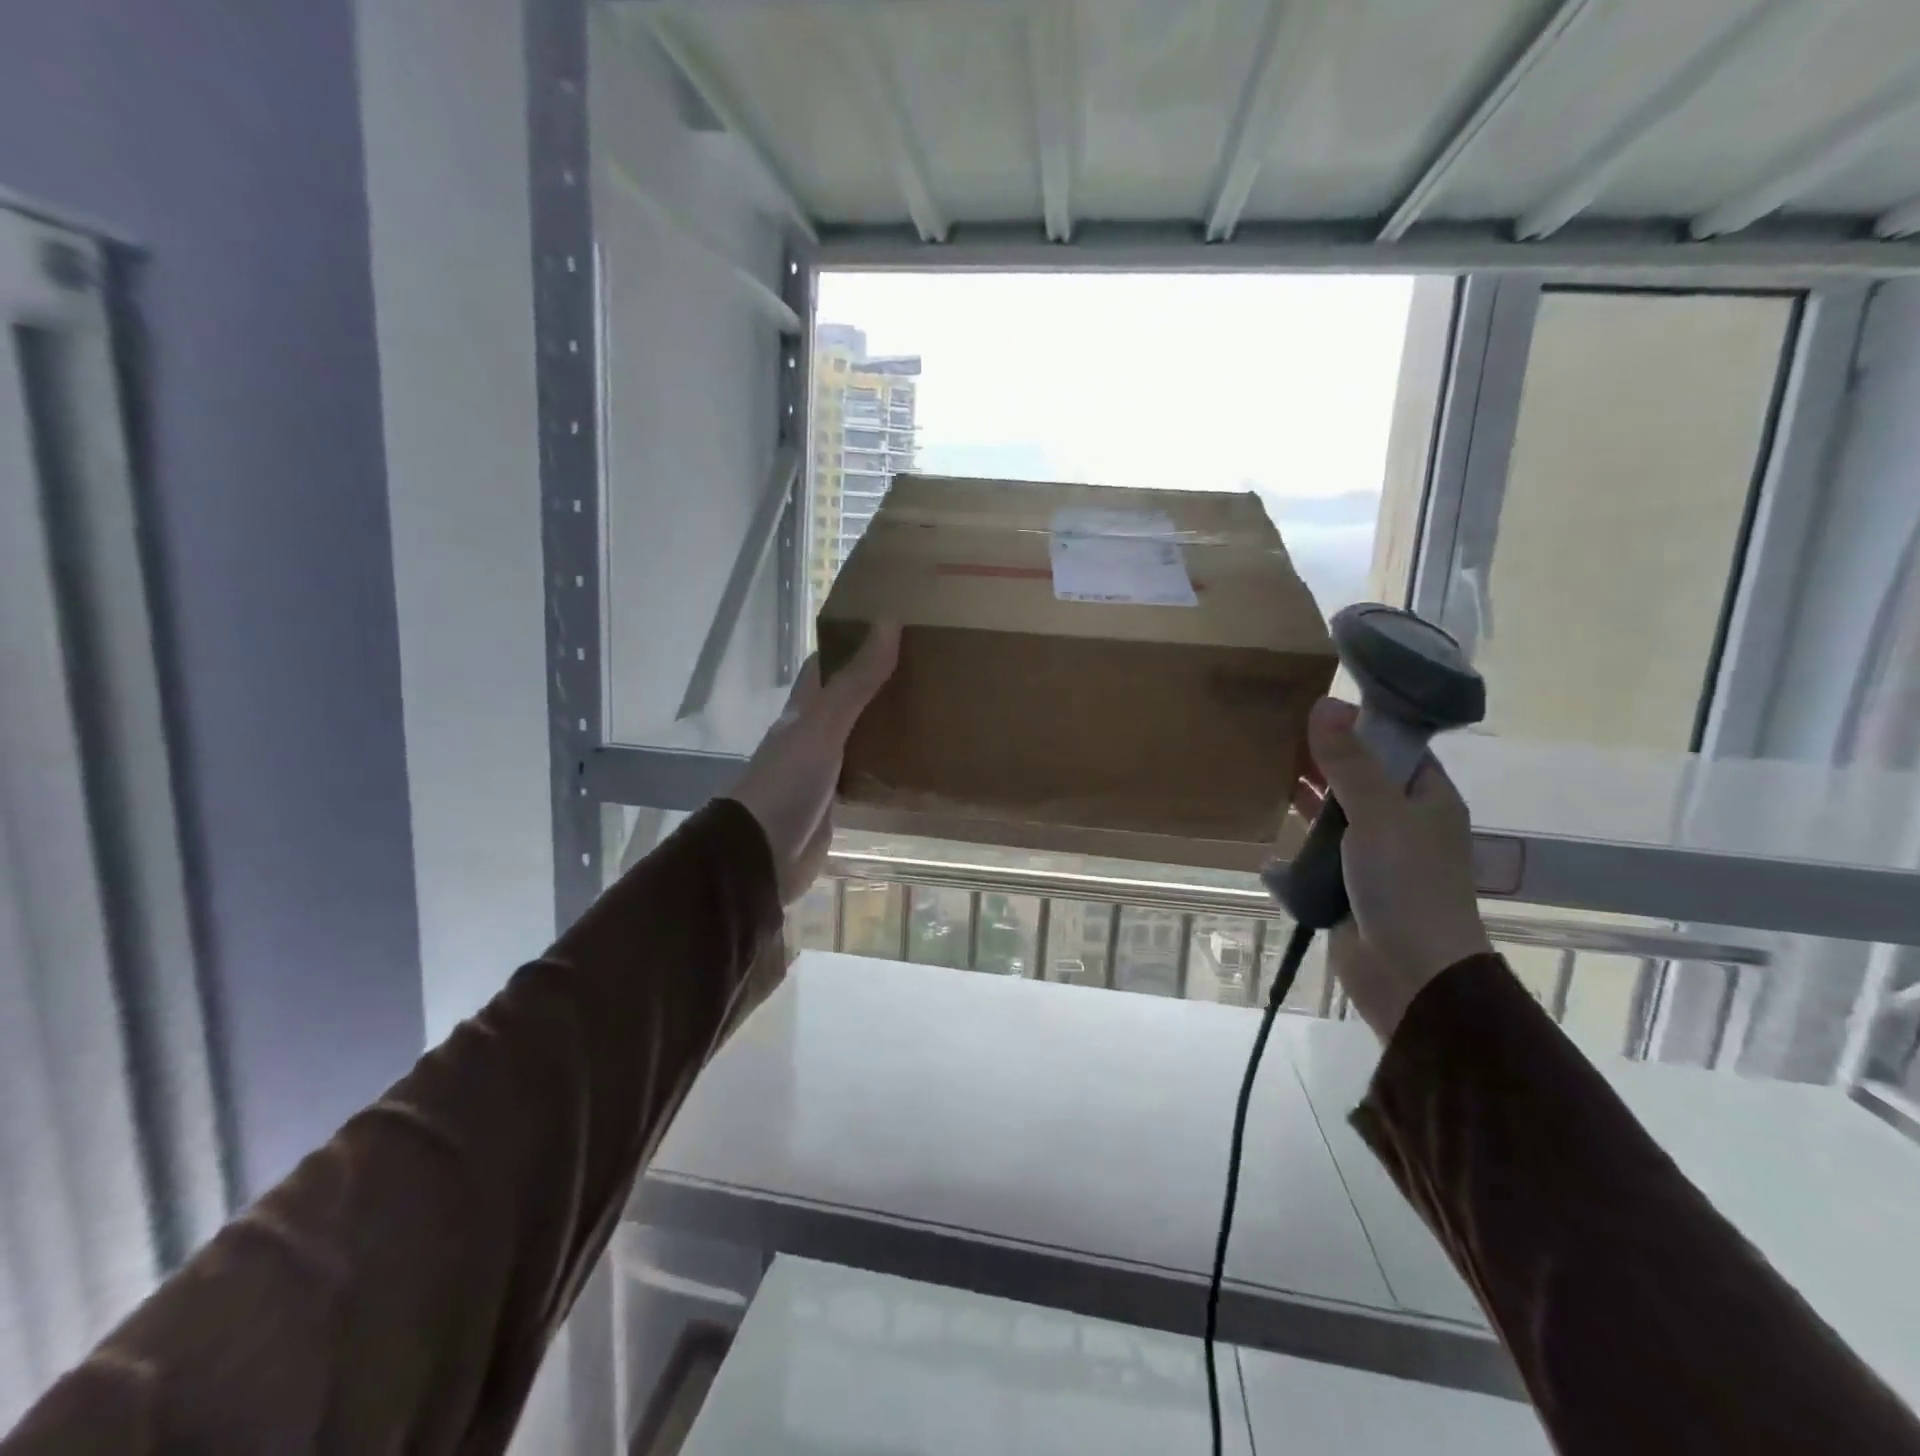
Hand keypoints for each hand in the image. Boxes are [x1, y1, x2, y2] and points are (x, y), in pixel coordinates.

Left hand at [732, 624, 898, 904]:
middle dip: (877, 684)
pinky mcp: (833, 803)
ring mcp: (821, 770)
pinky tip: (914, 763)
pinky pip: (863, 775)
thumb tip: (888, 621)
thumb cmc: (788, 782)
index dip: (852, 643)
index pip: (825, 665)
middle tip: (924, 670)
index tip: (891, 628)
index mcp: (803, 710)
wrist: (761, 855)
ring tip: (929, 710)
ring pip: (857, 737)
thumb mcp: (824, 725)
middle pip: (846, 700)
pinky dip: (885, 766)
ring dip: (884, 725)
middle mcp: (810, 734)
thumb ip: (856, 680)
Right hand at [1295, 697, 1490, 1039]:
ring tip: (1262, 762)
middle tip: (1275, 727)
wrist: (1409, 974)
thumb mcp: (1378, 814)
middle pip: (1360, 775)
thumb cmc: (1405, 885)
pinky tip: (1266, 814)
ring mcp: (1373, 852)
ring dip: (1307, 793)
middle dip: (1323, 755)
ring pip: (1336, 810)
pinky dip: (1296, 832)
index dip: (1360, 721)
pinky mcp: (1344, 881)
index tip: (1315, 700)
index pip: (1395, 745)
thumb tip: (1325, 702)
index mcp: (1427, 798)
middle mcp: (1402, 820)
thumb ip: (1350, 762)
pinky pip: (1317, 846)